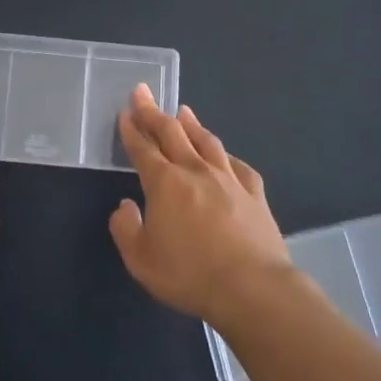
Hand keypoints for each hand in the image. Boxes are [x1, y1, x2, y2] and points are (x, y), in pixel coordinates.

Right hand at [109, 86, 290, 320]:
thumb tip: (126, 207)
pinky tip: (224, 155)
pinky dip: (225, 155)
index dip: (131, 128)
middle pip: (172, 133)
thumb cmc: (189, 274)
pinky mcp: (255, 194)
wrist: (252, 288)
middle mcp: (195, 171)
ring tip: (183, 111)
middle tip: (143, 93)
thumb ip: (126, 229)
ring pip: (206, 141)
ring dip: (191, 124)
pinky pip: (238, 165)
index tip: (125, 110)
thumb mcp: (141, 260)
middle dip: (153, 112)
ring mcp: (228, 179)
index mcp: (164, 183)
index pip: (143, 148)